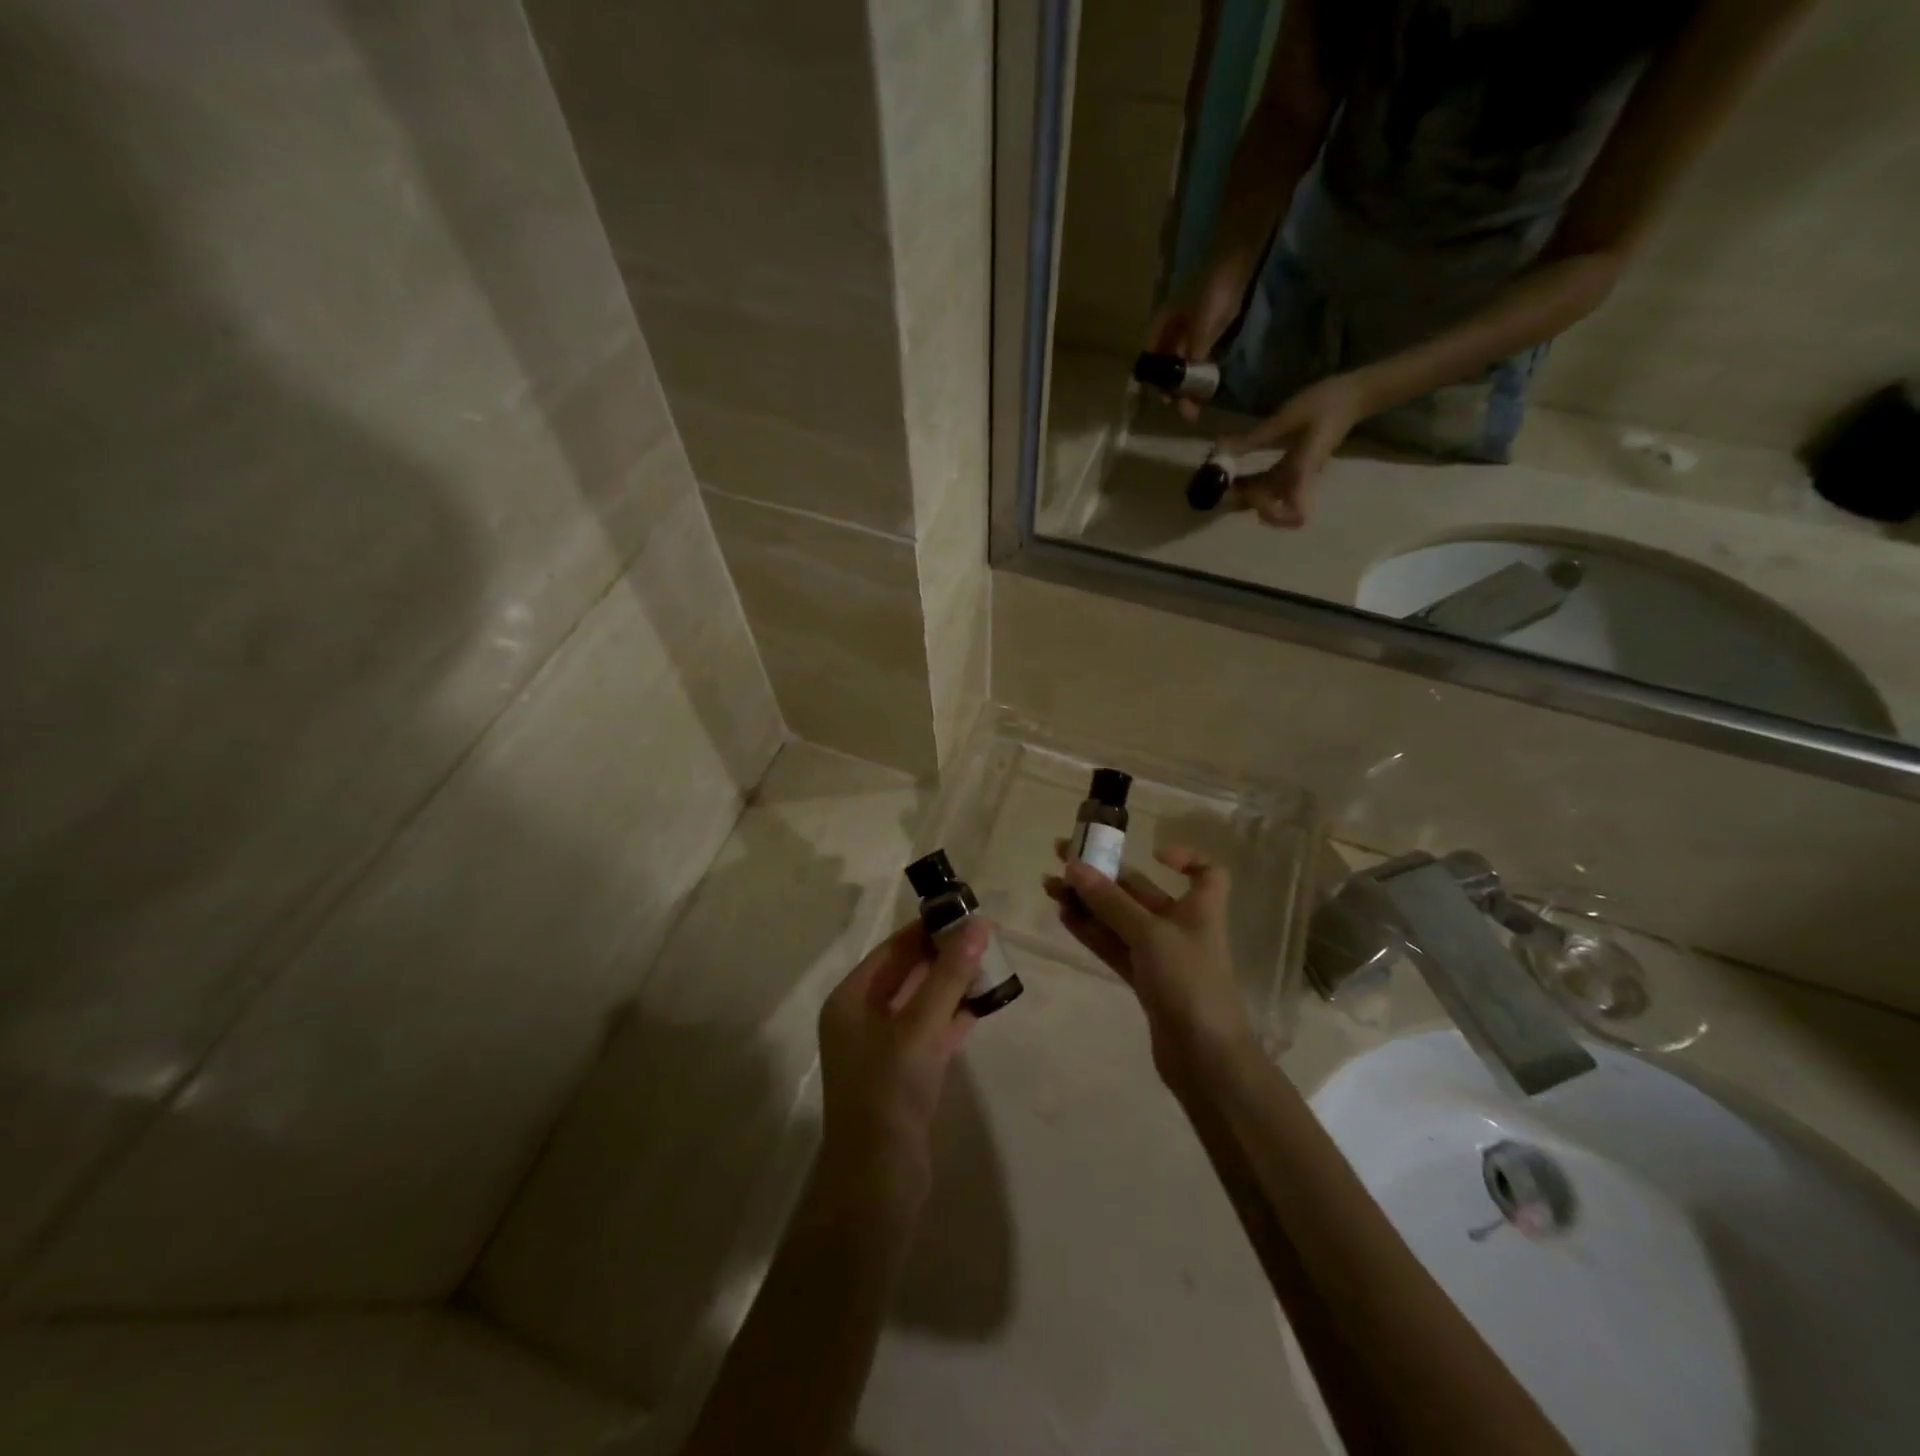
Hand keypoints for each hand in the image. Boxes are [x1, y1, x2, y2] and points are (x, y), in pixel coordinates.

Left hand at [816, 917, 986, 1209]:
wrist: (879, 1181)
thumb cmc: (889, 1091)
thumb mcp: (920, 1026)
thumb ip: (949, 975)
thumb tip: (977, 926)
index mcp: (851, 1000)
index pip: (892, 950)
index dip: (927, 929)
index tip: (964, 912)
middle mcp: (861, 1019)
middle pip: (906, 974)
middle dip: (943, 956)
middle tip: (985, 937)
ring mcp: (882, 1049)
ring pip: (921, 1004)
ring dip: (952, 986)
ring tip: (991, 965)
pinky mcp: (903, 1075)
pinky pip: (930, 1033)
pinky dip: (952, 1018)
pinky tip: (982, 1005)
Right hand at [1044, 843, 1257, 1088]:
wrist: (1205, 1057)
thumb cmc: (1189, 982)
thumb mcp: (1150, 933)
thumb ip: (1110, 901)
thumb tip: (1074, 866)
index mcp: (1200, 908)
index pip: (1205, 872)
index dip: (1184, 858)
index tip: (1152, 852)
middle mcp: (1181, 927)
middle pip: (1142, 892)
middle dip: (1104, 876)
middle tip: (1062, 858)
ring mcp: (1161, 957)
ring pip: (1120, 920)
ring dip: (1088, 903)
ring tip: (1050, 887)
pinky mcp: (1144, 982)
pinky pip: (1114, 947)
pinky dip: (1092, 932)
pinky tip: (1064, 917)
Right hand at [1144, 262, 1250, 421]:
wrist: (1240, 263)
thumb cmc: (1214, 292)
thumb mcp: (1201, 330)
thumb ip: (1193, 360)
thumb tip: (1190, 393)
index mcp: (1160, 330)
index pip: (1151, 365)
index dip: (1158, 386)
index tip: (1170, 403)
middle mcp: (1170, 334)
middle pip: (1167, 370)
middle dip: (1176, 391)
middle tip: (1188, 412)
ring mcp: (1188, 334)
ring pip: (1183, 367)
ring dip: (1189, 386)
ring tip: (1198, 404)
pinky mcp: (1206, 334)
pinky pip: (1198, 361)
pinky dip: (1201, 374)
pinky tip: (1207, 387)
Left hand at [1222, 370, 1372, 528]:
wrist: (1353, 396)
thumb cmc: (1326, 404)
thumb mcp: (1286, 418)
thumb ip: (1253, 438)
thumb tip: (1219, 450)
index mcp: (1301, 472)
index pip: (1295, 513)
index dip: (1274, 517)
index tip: (1250, 497)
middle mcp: (1297, 481)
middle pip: (1271, 510)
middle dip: (1243, 504)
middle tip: (1218, 488)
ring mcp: (1294, 477)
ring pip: (1266, 499)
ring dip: (1243, 496)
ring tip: (1220, 480)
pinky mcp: (1291, 471)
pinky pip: (1268, 486)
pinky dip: (1249, 485)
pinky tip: (1232, 472)